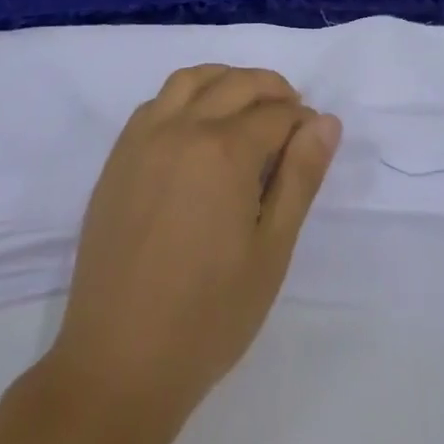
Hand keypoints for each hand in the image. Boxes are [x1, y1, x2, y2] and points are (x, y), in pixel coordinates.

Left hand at [46, 65, 341, 421]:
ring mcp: (145, 138)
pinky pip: (157, 101)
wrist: (118, 363)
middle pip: (238, 84)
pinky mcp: (119, 156)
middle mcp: (183, 128)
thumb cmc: (208, 317)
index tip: (315, 140)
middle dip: (273, 91)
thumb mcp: (271, 252)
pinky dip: (186, 96)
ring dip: (227, 80)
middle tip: (291, 117)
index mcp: (225, 151)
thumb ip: (300, 178)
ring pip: (192, 79)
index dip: (303, 122)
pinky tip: (197, 126)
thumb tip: (326, 122)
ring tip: (246, 107)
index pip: (276, 114)